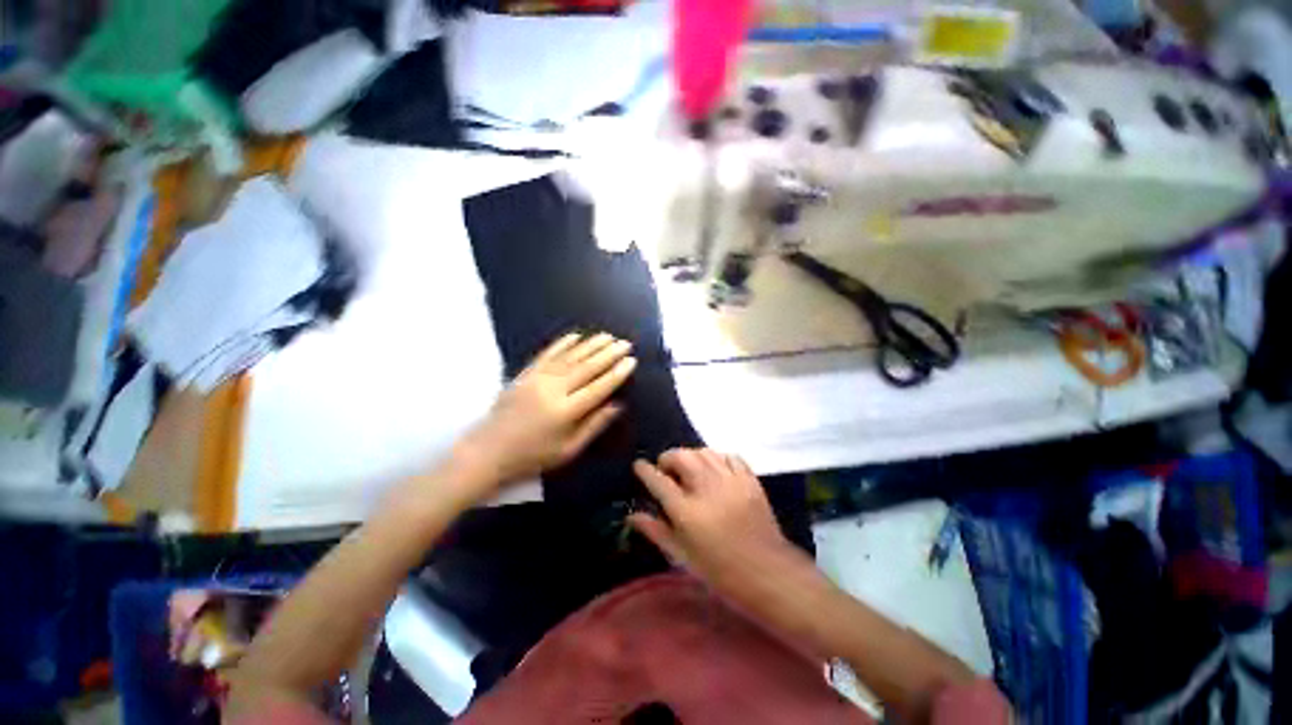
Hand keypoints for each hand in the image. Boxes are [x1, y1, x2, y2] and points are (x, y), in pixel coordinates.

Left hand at [456, 332, 636, 491]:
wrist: (488, 451)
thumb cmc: (532, 457)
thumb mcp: (568, 450)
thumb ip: (594, 426)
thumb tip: (618, 405)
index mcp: (566, 411)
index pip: (598, 387)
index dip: (617, 373)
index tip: (631, 361)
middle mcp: (553, 390)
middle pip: (586, 367)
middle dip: (608, 353)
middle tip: (625, 343)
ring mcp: (537, 379)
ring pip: (569, 357)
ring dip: (590, 344)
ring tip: (608, 336)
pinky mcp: (525, 374)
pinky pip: (547, 354)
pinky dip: (562, 343)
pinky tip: (576, 335)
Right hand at [630, 448, 792, 589]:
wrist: (767, 572)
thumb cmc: (720, 570)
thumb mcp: (682, 556)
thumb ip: (656, 531)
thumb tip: (632, 516)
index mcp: (687, 511)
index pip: (658, 480)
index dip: (645, 470)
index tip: (639, 466)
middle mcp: (706, 488)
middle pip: (681, 456)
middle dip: (668, 458)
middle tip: (667, 470)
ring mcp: (730, 480)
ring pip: (704, 452)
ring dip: (691, 456)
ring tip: (689, 469)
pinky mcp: (749, 479)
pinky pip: (729, 456)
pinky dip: (717, 457)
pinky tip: (714, 469)